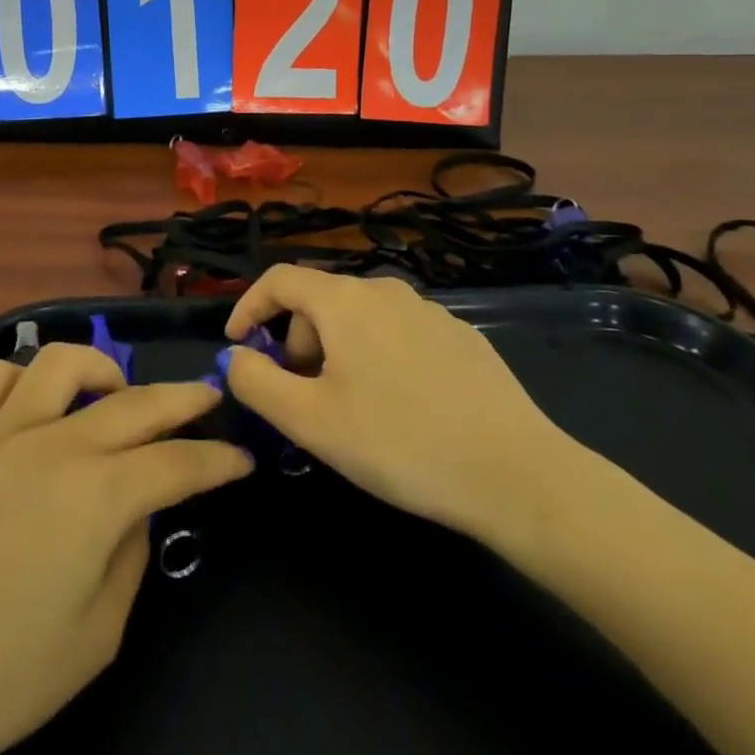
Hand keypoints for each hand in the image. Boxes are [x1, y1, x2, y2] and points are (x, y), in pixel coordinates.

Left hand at [0, 344, 251, 754]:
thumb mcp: (94, 639)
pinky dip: (22, 378)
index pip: (177, 465)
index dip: (217, 460)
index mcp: (97, 497)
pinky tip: (33, 403)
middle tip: (210, 395)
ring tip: (113, 392)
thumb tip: (138, 510)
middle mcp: (54, 444)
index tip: (243, 456)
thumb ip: (130, 559)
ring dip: (100, 368)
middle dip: (184, 396)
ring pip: (61, 362)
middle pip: (136, 401)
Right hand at [223, 267, 573, 541]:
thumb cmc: (399, 443)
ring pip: (360, 318)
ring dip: (336, 351)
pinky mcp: (461, 336)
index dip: (248, 307)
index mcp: (345, 301)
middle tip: (301, 397)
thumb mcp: (310, 421)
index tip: (237, 345)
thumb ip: (256, 382)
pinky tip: (400, 407)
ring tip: (350, 408)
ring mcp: (430, 310)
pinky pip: (398, 333)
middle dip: (296, 342)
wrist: (518, 474)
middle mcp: (386, 290)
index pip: (279, 279)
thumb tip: (237, 358)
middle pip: (320, 301)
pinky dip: (377, 356)